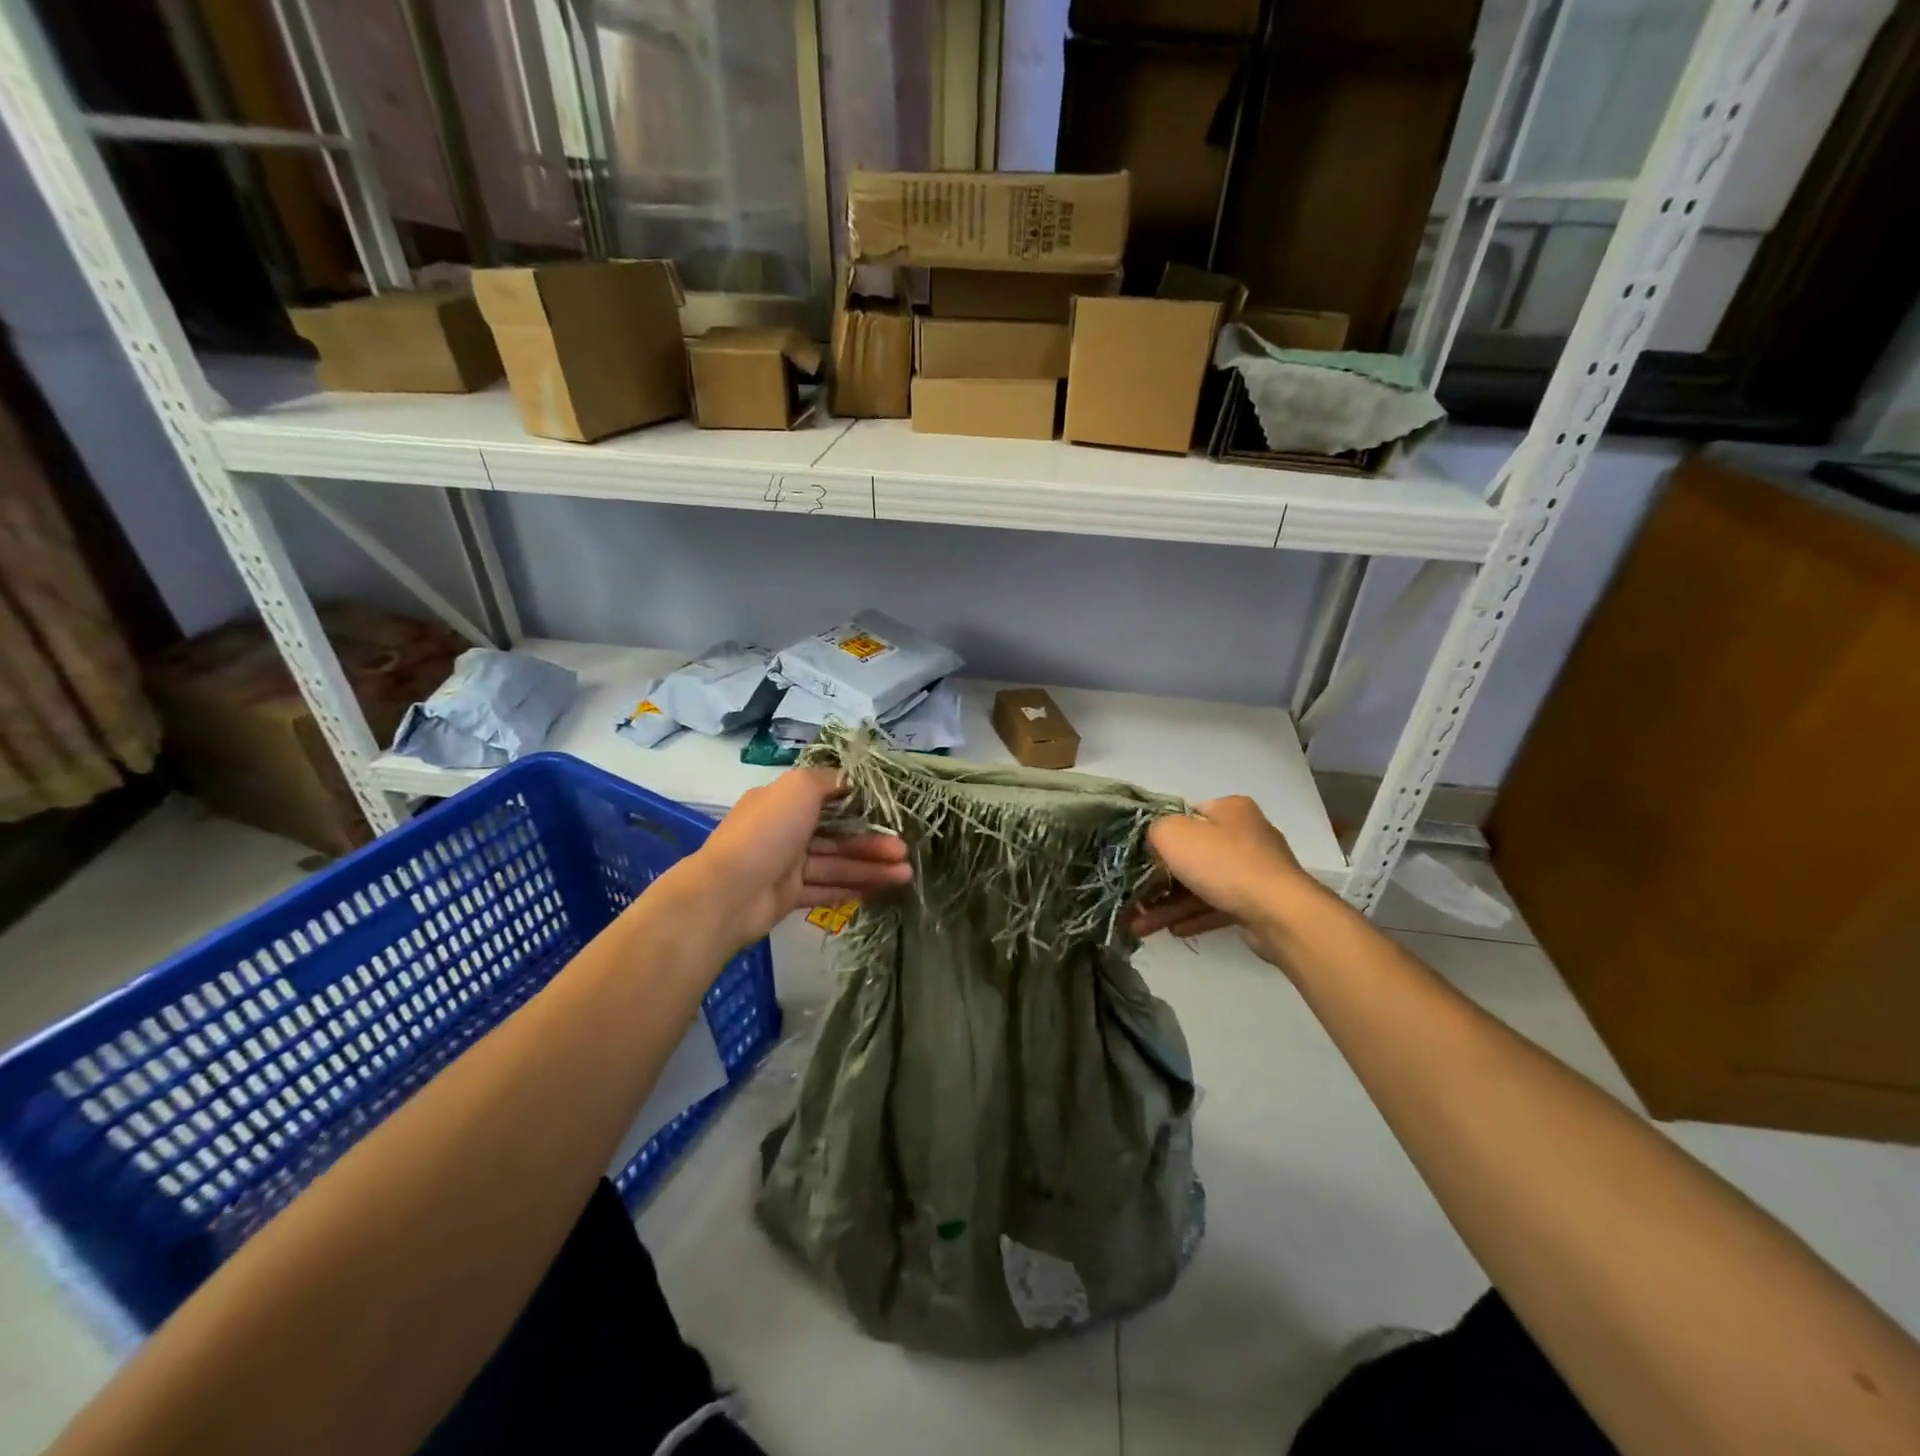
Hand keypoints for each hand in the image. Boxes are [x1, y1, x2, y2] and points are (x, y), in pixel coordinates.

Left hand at [681, 766, 911, 948]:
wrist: (728, 893)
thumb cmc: (767, 832)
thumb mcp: (799, 787)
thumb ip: (827, 780)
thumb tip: (849, 779)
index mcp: (782, 800)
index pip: (827, 797)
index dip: (859, 804)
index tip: (889, 810)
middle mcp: (785, 830)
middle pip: (837, 834)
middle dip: (872, 841)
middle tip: (905, 850)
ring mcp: (786, 865)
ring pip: (836, 863)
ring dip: (870, 866)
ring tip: (906, 874)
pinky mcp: (789, 896)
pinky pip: (827, 888)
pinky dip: (854, 887)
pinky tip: (883, 888)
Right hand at [1128, 796, 1322, 959]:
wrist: (1279, 913)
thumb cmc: (1223, 863)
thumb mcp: (1173, 834)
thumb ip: (1154, 831)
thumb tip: (1154, 842)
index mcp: (1230, 809)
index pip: (1186, 816)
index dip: (1160, 835)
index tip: (1139, 857)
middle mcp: (1246, 834)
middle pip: (1192, 854)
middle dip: (1159, 880)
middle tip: (1133, 897)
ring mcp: (1255, 871)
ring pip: (1202, 885)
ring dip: (1170, 905)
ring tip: (1140, 926)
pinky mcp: (1259, 903)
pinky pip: (1218, 906)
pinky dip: (1194, 917)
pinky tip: (1172, 931)